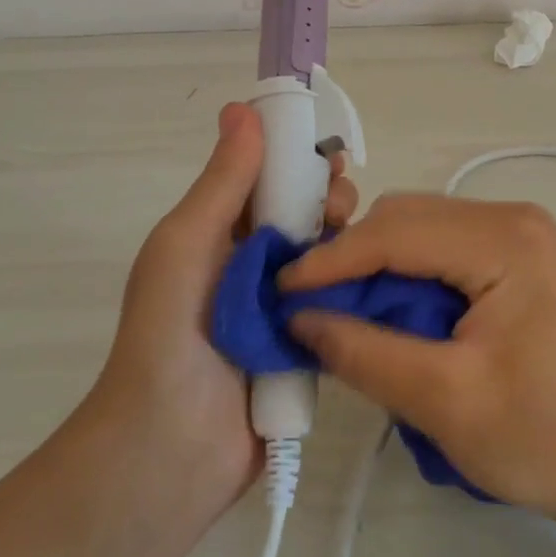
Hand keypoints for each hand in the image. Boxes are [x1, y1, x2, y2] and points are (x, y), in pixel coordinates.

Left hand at [90, 102, 358, 506]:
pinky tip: (384, 281)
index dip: (301, 160)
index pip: (270, 180)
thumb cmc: (171, 331)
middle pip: (307, 215)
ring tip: (361, 250)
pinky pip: (341, 304)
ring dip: (349, 244)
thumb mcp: (187, 243)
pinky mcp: (309, 345)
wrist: (171, 447)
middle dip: (330, 201)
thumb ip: (222, 182)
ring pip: (329, 257)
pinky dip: (359, 289)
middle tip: (341, 211)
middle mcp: (254, 264)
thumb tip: (241, 109)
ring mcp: (284, 307)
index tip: (332, 156)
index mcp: (221, 234)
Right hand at [279, 195, 555, 520]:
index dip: (331, 260)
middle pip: (406, 219)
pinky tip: (385, 310)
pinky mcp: (516, 255)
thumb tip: (297, 319)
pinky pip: (440, 248)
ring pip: (418, 229)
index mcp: (504, 240)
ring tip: (338, 310)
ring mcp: (517, 233)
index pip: (395, 232)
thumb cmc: (544, 438)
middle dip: (351, 258)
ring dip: (374, 265)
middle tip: (306, 305)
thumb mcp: (446, 402)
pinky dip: (403, 273)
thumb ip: (366, 354)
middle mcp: (511, 218)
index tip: (278, 292)